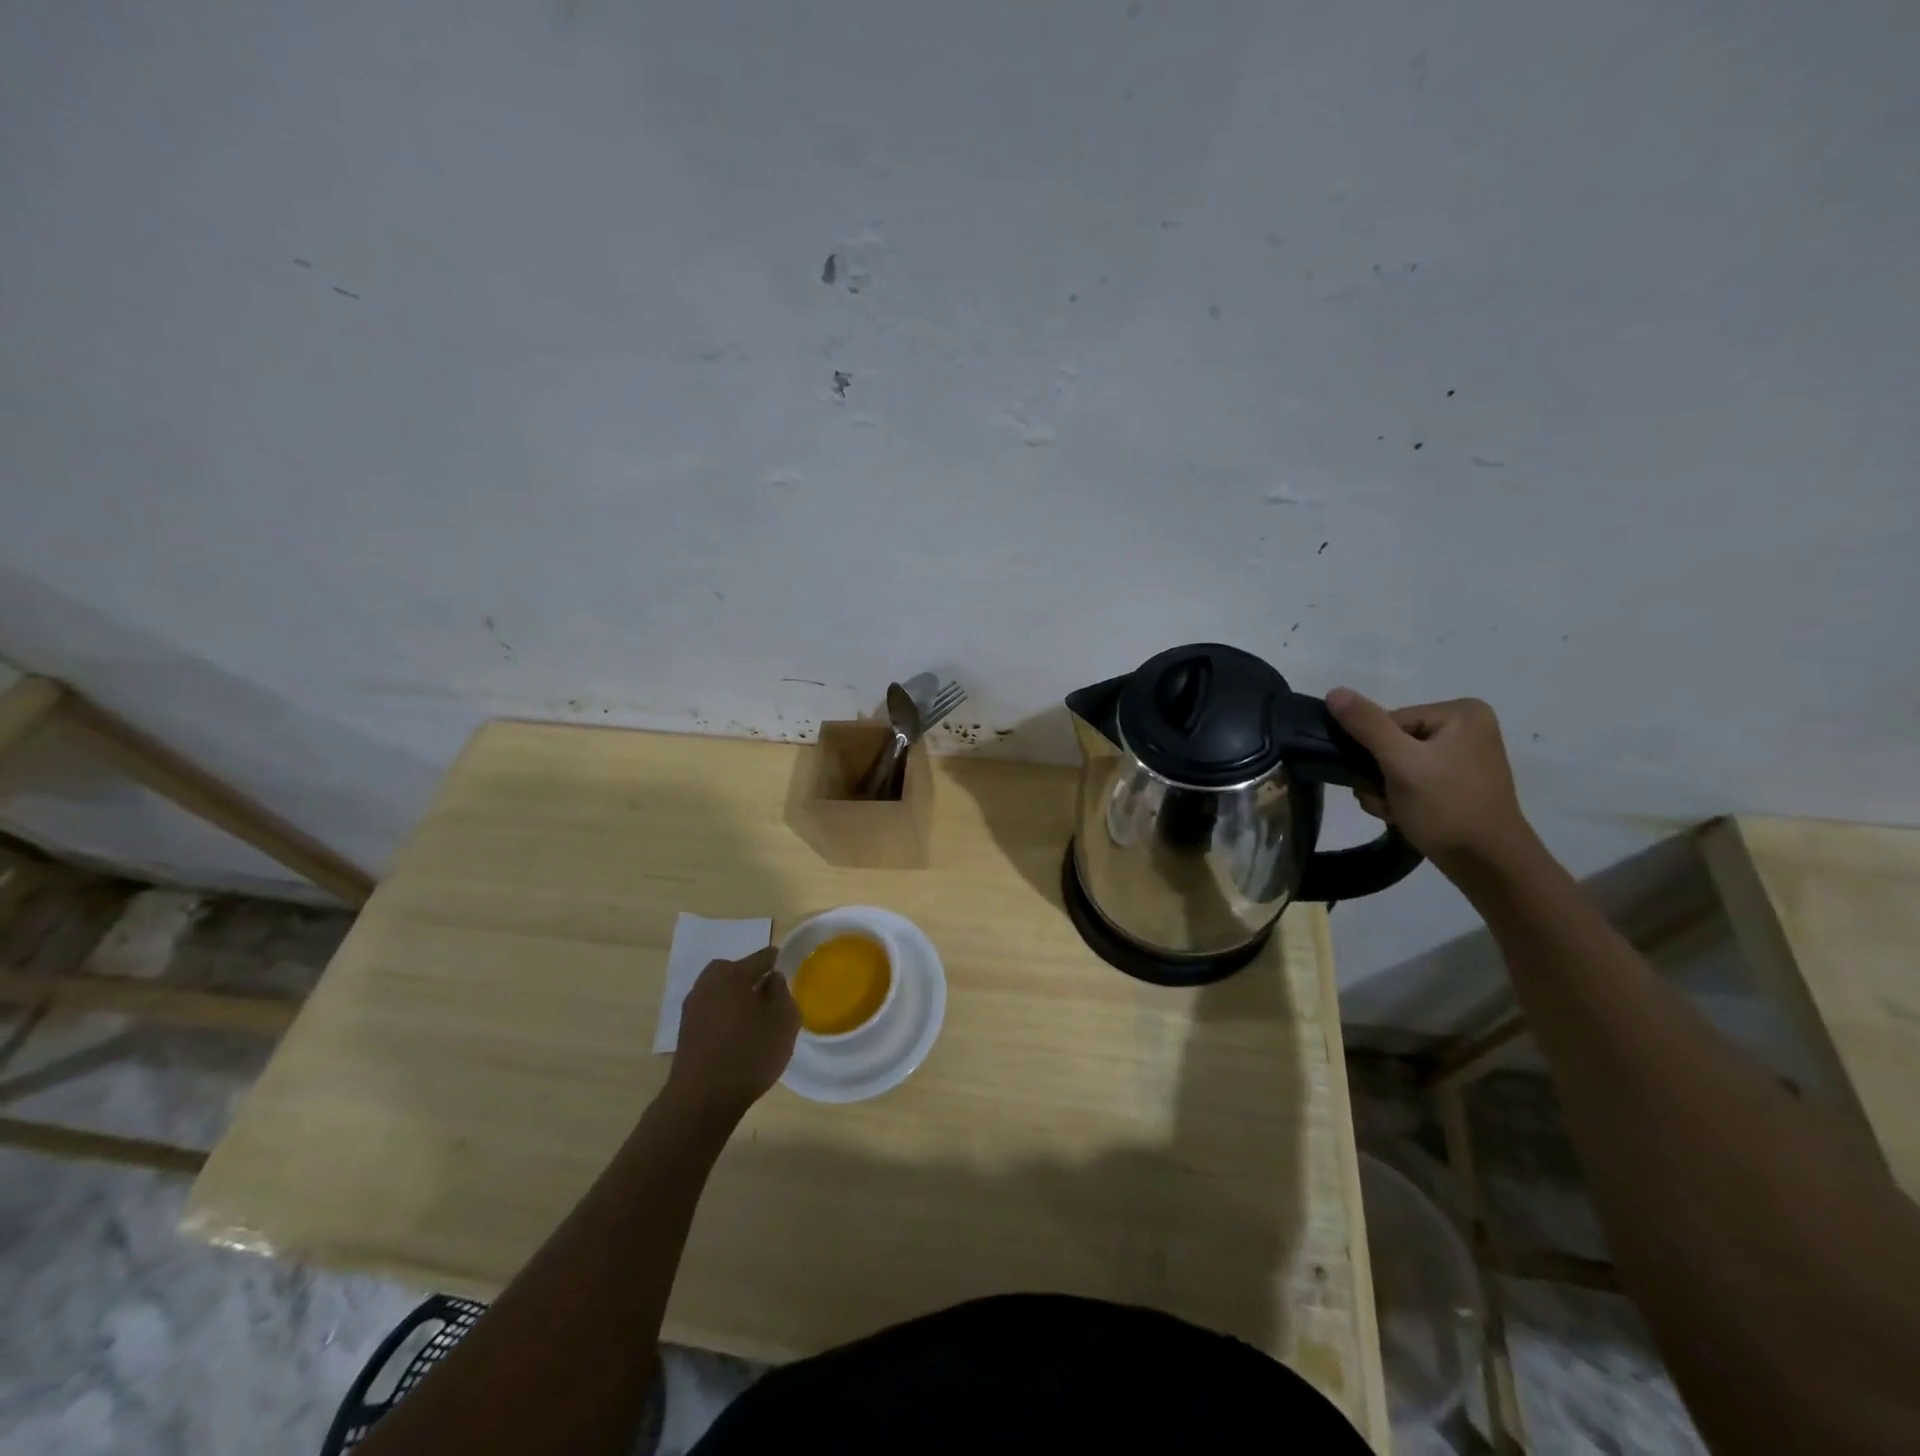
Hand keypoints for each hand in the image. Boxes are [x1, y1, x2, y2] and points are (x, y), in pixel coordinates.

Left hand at [665, 947, 798, 1120]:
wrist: (702, 1100)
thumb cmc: (749, 1053)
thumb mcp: (783, 1020)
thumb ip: (782, 992)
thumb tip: (772, 979)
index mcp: (731, 972)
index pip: (762, 958)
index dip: (778, 963)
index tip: (791, 973)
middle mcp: (707, 982)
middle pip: (739, 974)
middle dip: (756, 982)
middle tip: (775, 1000)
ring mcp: (692, 1007)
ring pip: (725, 995)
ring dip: (740, 1002)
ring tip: (759, 1022)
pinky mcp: (686, 1032)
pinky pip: (714, 1014)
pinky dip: (727, 1019)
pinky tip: (740, 1038)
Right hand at [1325, 688, 1538, 874]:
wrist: (1488, 865)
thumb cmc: (1447, 807)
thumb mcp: (1401, 763)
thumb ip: (1366, 725)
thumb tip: (1334, 691)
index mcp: (1460, 712)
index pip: (1388, 721)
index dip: (1373, 751)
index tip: (1378, 780)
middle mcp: (1465, 727)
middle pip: (1391, 742)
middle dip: (1378, 774)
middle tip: (1386, 800)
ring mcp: (1462, 756)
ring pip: (1396, 764)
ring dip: (1384, 789)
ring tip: (1396, 811)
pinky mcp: (1456, 782)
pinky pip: (1411, 779)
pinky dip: (1399, 797)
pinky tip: (1404, 815)